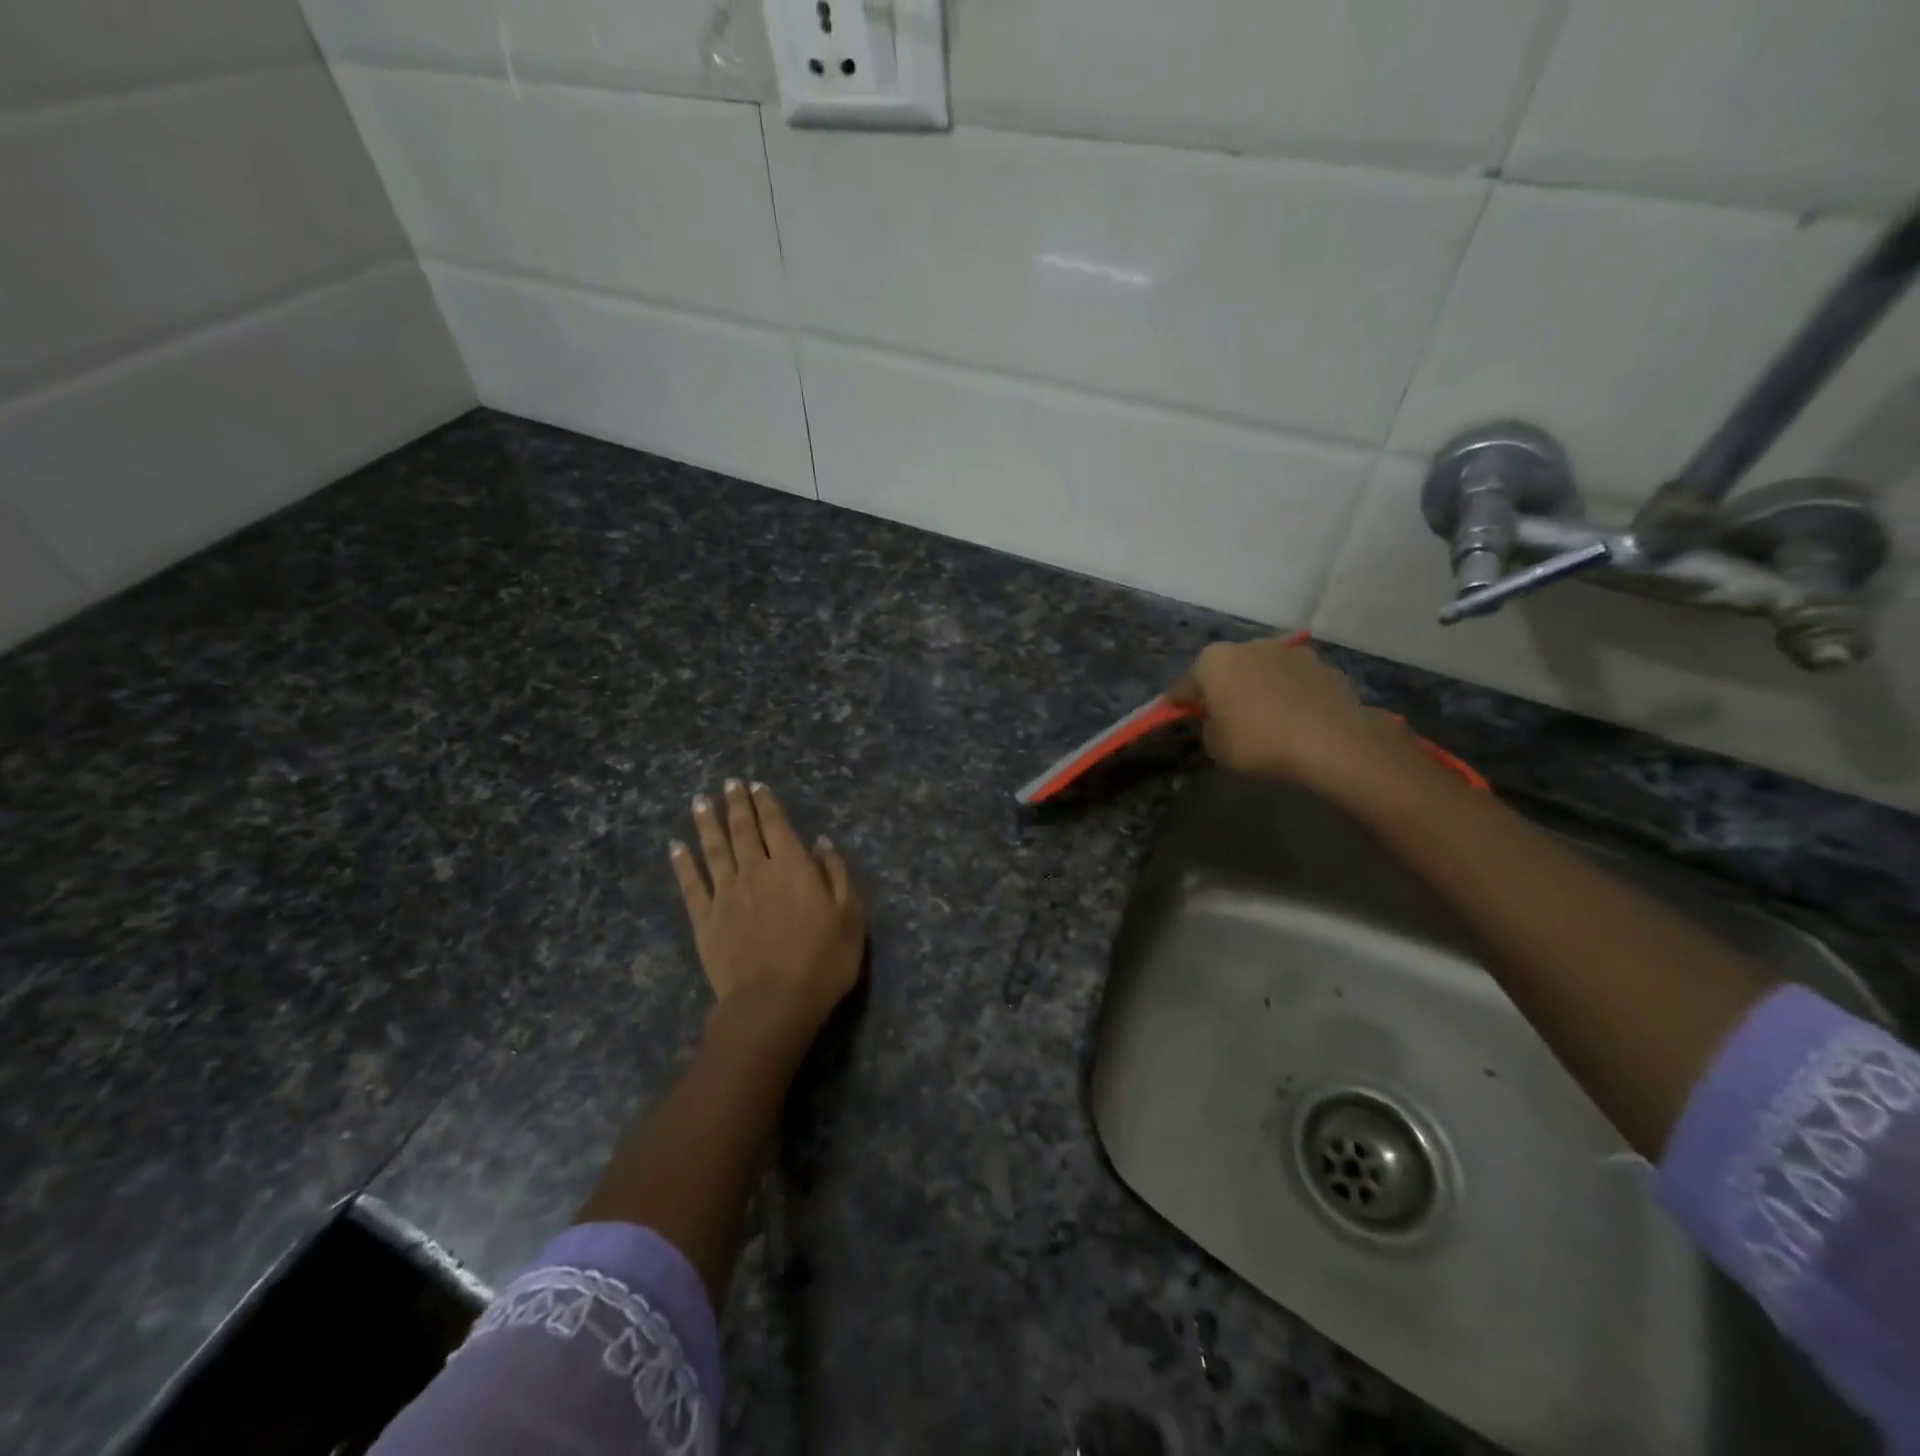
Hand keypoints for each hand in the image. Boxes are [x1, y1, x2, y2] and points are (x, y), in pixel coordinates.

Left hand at [670, 780, 864, 1038]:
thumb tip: (821, 842)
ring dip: (707, 823)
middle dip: (736, 804)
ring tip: (700, 801)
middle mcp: (756, 871)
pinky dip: (683, 864)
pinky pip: (691, 884)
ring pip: (714, 849)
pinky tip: (676, 847)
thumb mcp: (849, 916)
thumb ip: (836, 874)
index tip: (756, 785)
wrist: (773, 1003)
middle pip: (744, 830)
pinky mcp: (705, 920)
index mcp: (793, 867)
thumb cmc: (822, 961)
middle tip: (728, 783)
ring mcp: (726, 894)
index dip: (767, 803)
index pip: (778, 825)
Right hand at [1169, 637, 1426, 794]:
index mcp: (1213, 661)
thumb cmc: (1258, 741)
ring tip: (1266, 717)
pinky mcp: (1321, 665)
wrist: (1330, 741)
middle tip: (1224, 717)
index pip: (1184, 685)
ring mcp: (1289, 651)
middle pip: (1226, 670)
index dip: (1178, 704)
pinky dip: (1289, 694)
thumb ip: (1209, 725)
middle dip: (1223, 689)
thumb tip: (1219, 718)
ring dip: (1258, 687)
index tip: (1179, 717)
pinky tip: (1295, 718)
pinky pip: (1294, 681)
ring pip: (1262, 671)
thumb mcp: (1215, 745)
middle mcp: (1248, 645)